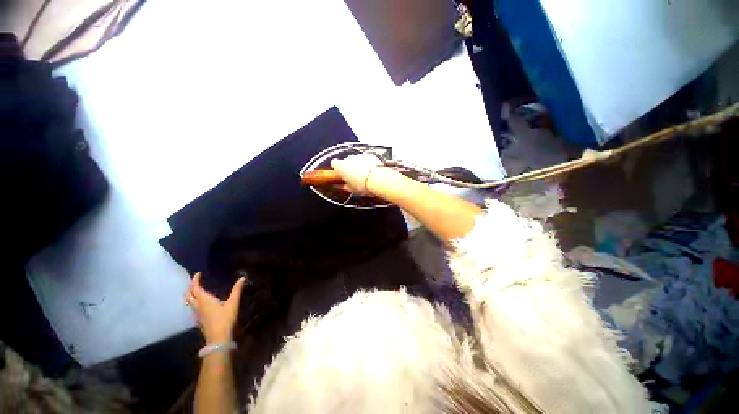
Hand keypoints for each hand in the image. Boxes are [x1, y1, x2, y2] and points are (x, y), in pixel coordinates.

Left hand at [186, 272, 245, 343]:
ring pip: (189, 302)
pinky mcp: (199, 320)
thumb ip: (237, 290)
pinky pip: (193, 308)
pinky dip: (194, 302)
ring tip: (197, 291)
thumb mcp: (233, 303)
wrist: (218, 338)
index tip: (198, 273)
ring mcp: (197, 314)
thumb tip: (242, 278)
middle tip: (196, 282)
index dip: (195, 280)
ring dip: (191, 295)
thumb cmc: (225, 319)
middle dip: (190, 287)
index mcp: (204, 300)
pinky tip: (202, 303)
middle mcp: (198, 306)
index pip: (195, 288)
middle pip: (189, 295)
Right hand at [330, 153, 383, 195]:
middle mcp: (349, 158)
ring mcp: (359, 155)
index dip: (337, 168)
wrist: (378, 179)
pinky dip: (368, 163)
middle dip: (349, 167)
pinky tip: (372, 171)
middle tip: (355, 177)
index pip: (334, 163)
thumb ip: (343, 187)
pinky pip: (366, 158)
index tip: (340, 174)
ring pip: (357, 159)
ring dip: (359, 165)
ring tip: (365, 175)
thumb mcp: (351, 190)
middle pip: (346, 161)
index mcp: (341, 166)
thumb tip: (339, 186)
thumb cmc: (363, 186)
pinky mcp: (370, 155)